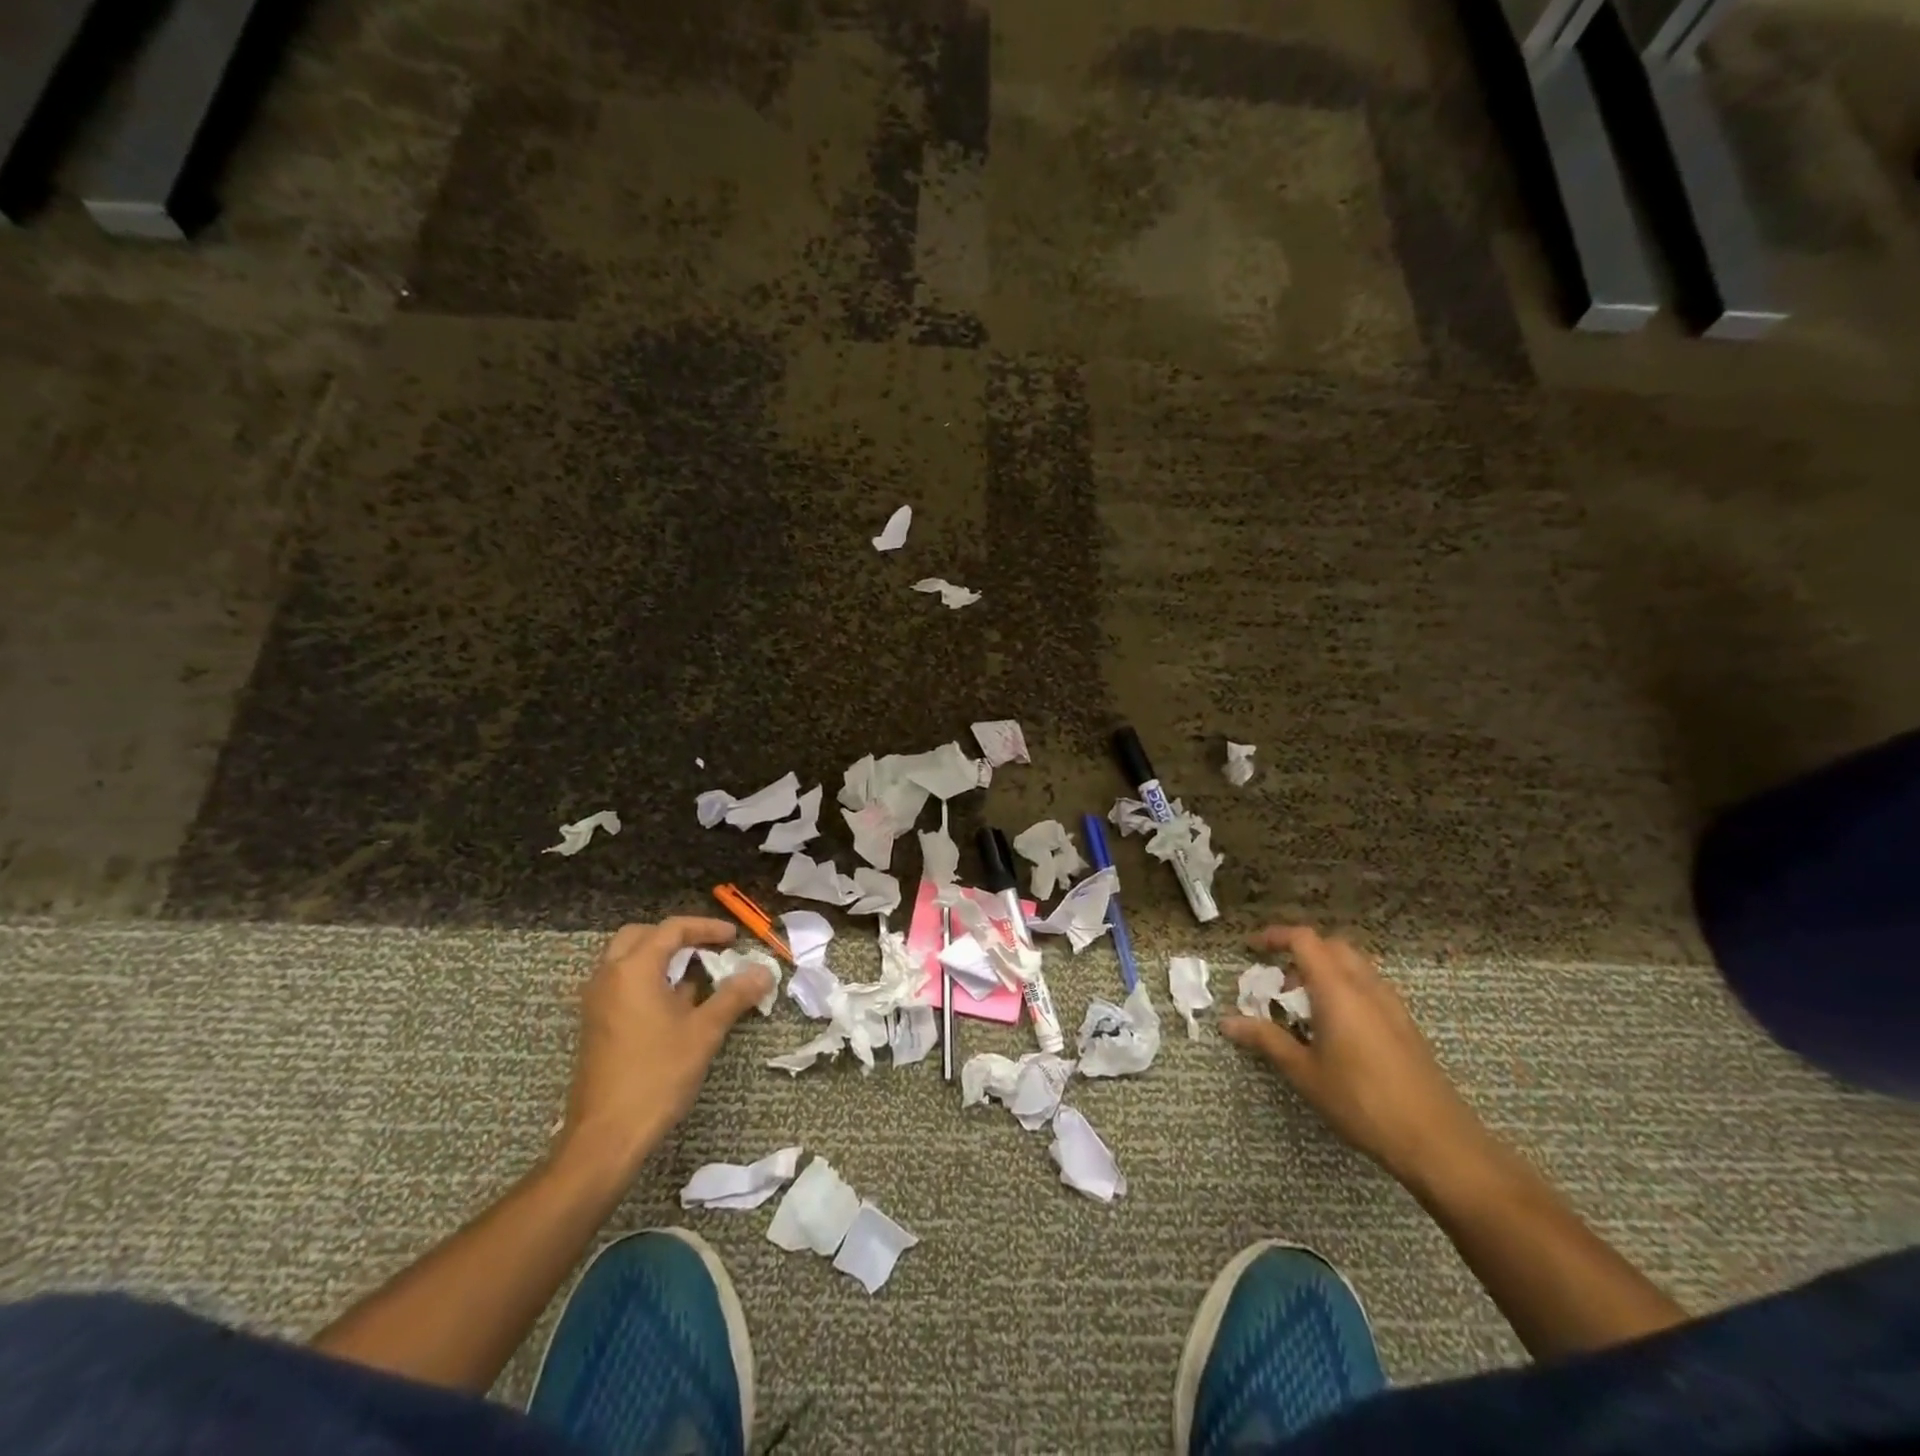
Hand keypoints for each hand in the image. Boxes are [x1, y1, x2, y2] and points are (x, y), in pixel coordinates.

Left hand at [556, 917, 772, 1178]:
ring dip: (660, 959)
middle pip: (641, 936)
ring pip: (627, 961)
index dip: (706, 927)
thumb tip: (763, 972)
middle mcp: (608, 977)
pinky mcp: (595, 1025)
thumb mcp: (704, 1032)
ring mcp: (596, 1002)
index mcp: (633, 969)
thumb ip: (734, 995)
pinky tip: (675, 1007)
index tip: (733, 938)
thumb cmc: (657, 1075)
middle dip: (676, 937)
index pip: (671, 929)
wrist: (606, 1136)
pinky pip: (622, 984)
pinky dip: (648, 981)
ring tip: (696, 976)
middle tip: (707, 949)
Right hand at [1221, 925, 1489, 1188]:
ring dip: (1324, 971)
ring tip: (1304, 1007)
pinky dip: (1345, 989)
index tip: (1252, 949)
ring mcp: (1391, 1004)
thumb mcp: (1305, 1072)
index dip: (1274, 936)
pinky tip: (1336, 1029)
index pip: (1304, 940)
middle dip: (1300, 953)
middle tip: (1278, 983)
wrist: (1437, 1141)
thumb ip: (1266, 1040)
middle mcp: (1366, 986)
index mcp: (1338, 990)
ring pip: (1354, 965)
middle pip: (1331, 946)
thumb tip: (1228, 1022)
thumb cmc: (1362, 1102)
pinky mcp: (1405, 1025)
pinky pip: (1369, 987)